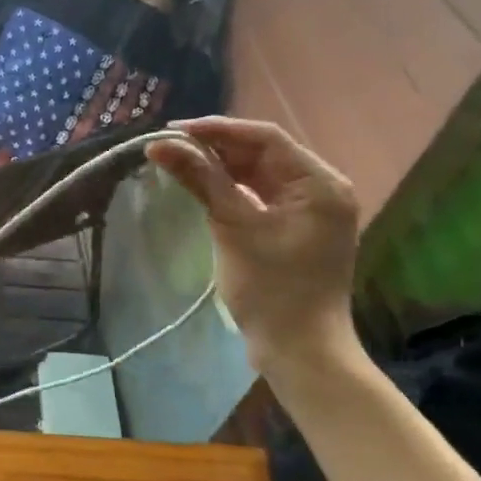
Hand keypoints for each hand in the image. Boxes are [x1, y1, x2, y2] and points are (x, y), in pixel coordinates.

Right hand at [147, 118, 359, 366]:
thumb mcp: (233, 227)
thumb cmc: (271, 289)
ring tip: (177, 161)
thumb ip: (200, 179)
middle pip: (263, 153)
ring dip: (220, 167)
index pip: (266, 138)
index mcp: (319, 183)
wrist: (300, 351)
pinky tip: (201, 187)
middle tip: (169, 146)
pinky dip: (231, 190)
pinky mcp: (295, 230)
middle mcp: (321, 189)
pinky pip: (260, 196)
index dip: (218, 129)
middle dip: (216, 147)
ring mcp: (310, 211)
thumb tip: (160, 143)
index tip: (173, 130)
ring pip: (259, 174)